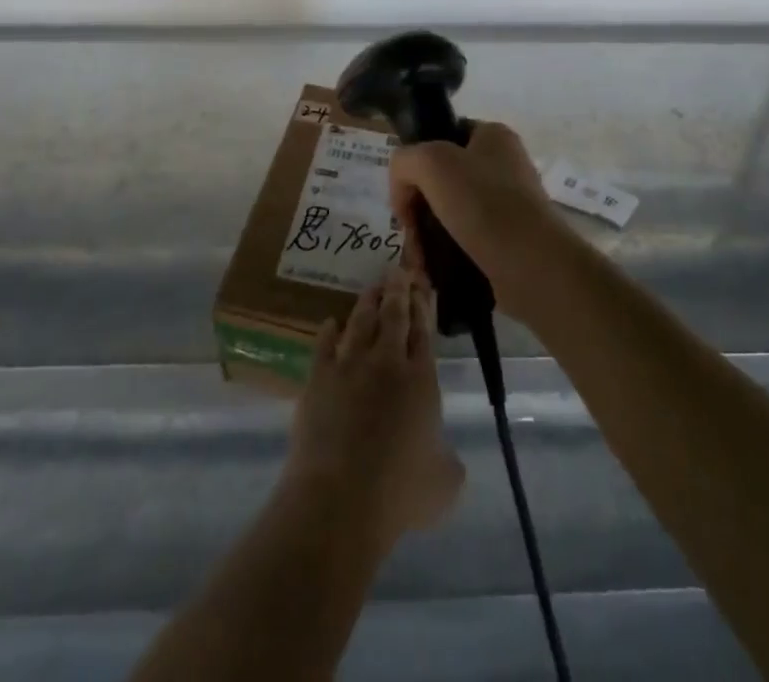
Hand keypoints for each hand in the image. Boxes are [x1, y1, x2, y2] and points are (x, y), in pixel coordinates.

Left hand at [283, 266, 463, 544]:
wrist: (340, 498)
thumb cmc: (400, 493)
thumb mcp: (444, 483)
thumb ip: (449, 461)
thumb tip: (448, 456)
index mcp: (421, 380)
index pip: (423, 331)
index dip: (423, 306)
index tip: (421, 286)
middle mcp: (387, 362)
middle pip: (394, 315)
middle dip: (397, 289)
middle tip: (397, 270)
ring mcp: (350, 365)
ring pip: (361, 321)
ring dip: (368, 301)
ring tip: (372, 287)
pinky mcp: (319, 377)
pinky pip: (324, 343)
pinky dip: (329, 330)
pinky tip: (330, 322)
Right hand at [388, 122, 576, 324]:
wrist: (533, 266)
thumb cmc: (483, 204)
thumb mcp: (431, 163)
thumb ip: (405, 161)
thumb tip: (404, 189)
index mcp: (493, 135)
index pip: (441, 136)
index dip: (416, 162)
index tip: (405, 194)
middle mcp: (504, 164)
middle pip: (442, 179)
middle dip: (418, 206)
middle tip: (408, 232)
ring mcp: (509, 204)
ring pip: (451, 213)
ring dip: (428, 234)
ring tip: (419, 260)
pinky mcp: (509, 240)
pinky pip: (466, 240)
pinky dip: (446, 254)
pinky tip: (433, 271)